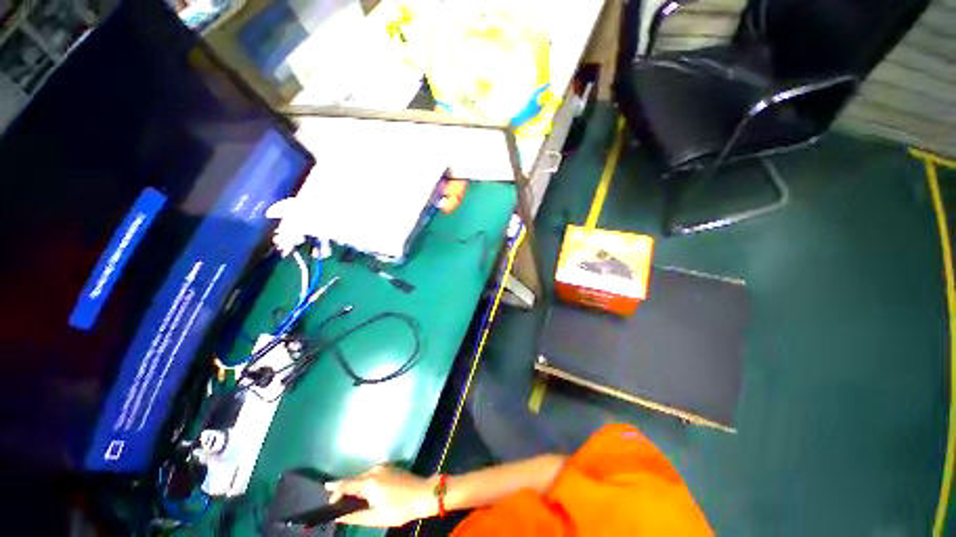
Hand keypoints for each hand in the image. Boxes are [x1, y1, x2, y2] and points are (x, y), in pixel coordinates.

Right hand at [326, 466, 435, 527]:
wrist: (422, 494)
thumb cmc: (399, 508)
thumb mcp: (376, 517)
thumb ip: (355, 516)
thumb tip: (339, 516)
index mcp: (370, 481)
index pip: (347, 483)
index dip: (335, 489)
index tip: (325, 491)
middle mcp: (375, 470)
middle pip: (355, 479)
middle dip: (346, 490)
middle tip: (340, 504)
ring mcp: (384, 466)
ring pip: (364, 476)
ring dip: (357, 487)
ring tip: (354, 501)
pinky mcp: (391, 467)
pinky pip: (373, 474)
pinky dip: (367, 483)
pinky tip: (369, 493)